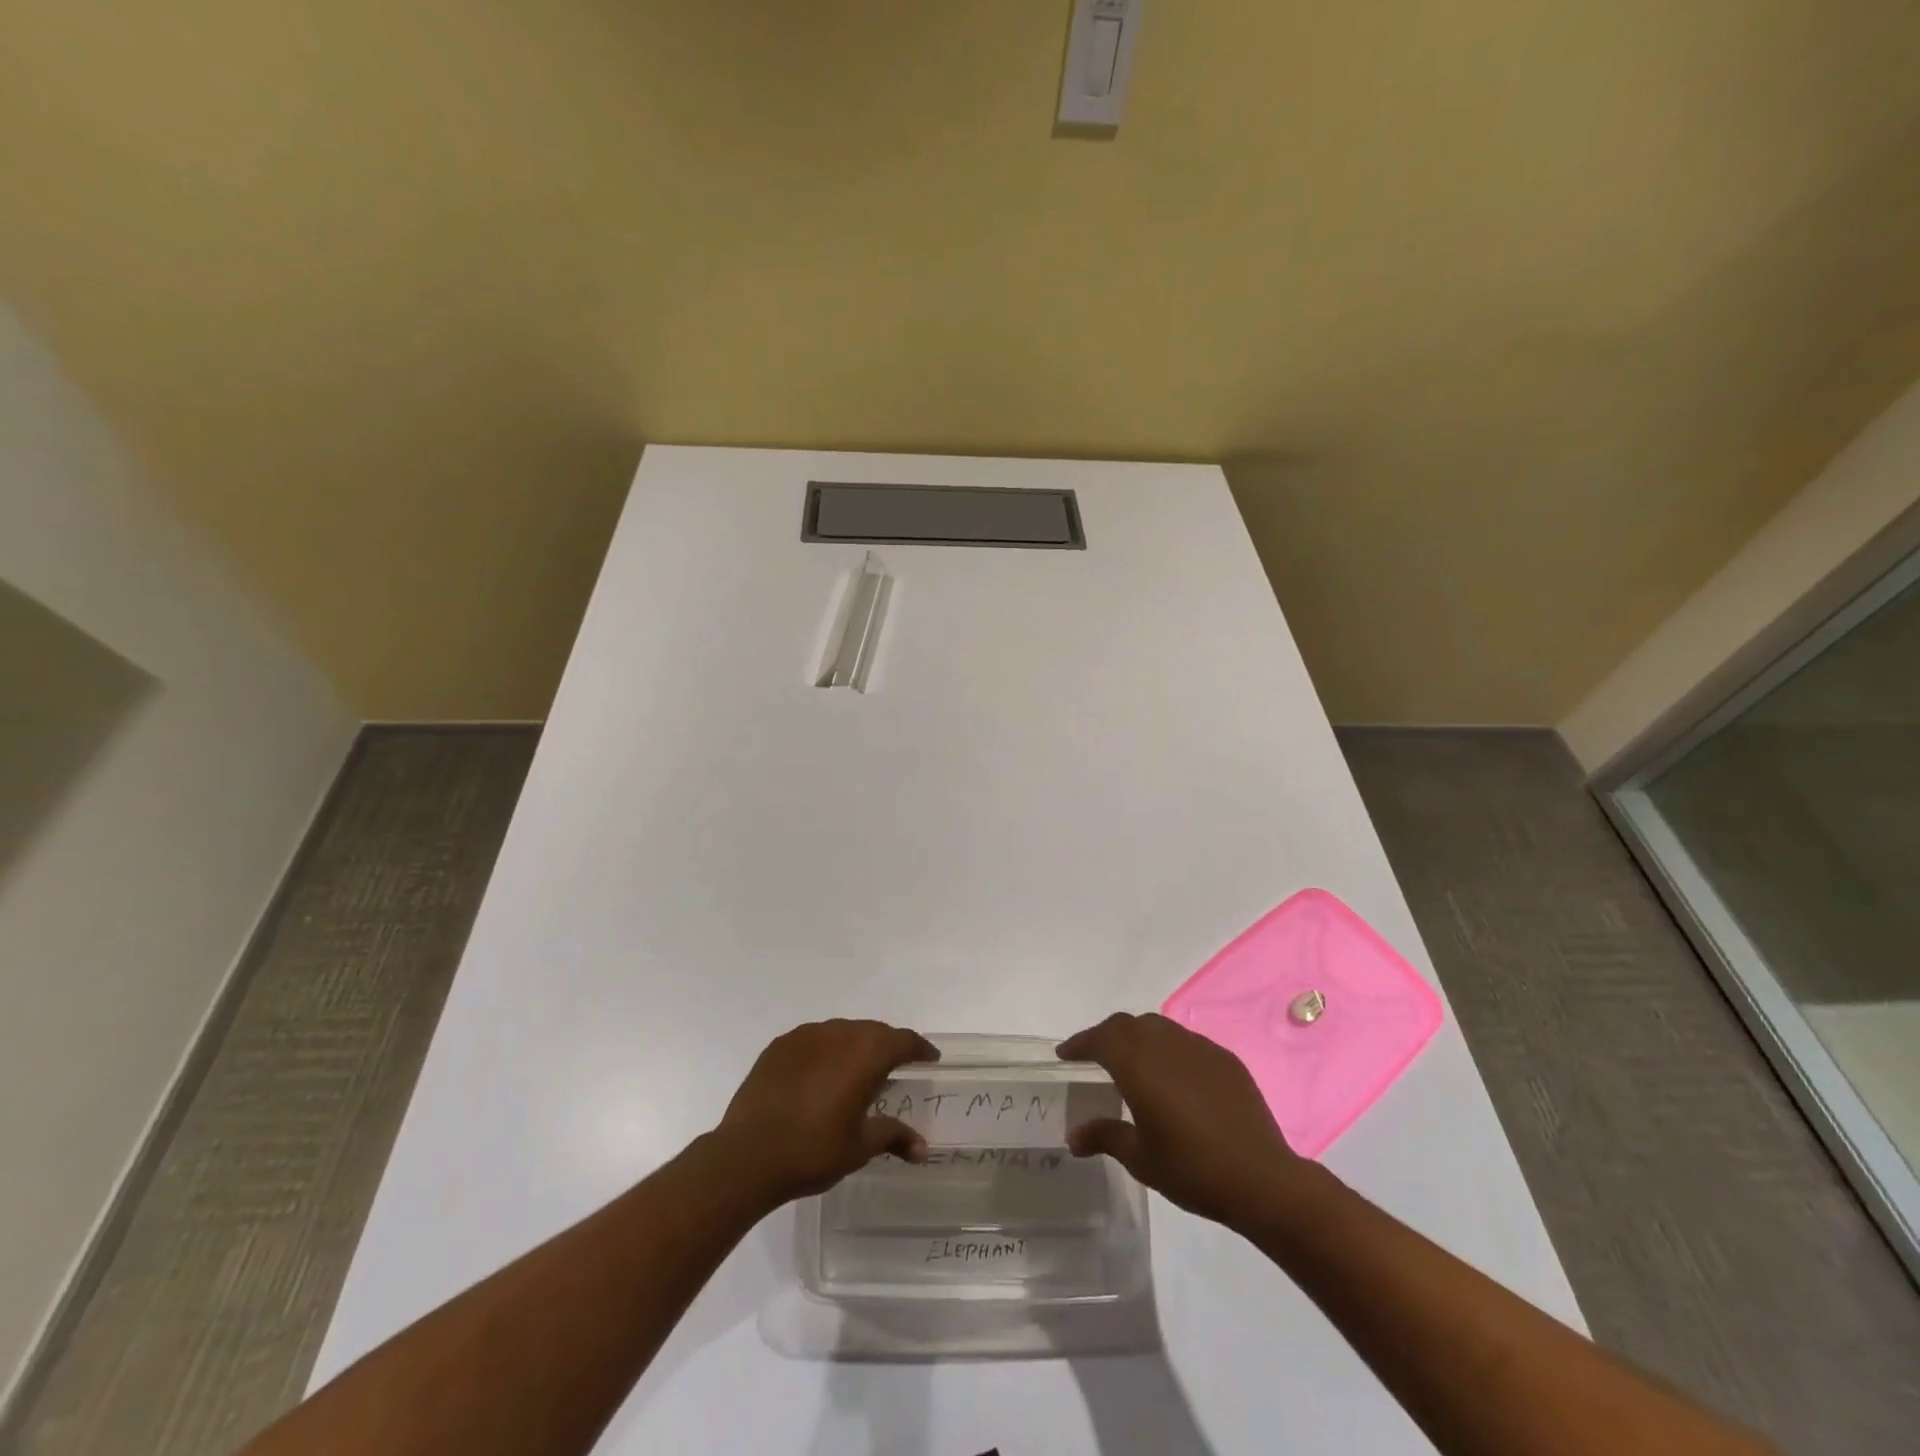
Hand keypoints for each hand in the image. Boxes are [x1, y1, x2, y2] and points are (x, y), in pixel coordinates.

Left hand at [714, 1019, 939, 1204]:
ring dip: (855, 1045)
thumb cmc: (813, 1151)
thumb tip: (923, 1149)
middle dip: (888, 1045)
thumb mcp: (859, 1148)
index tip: (929, 1058)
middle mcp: (839, 1034)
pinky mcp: (780, 1045)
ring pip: (842, 1031)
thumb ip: (893, 1137)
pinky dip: (825, 1050)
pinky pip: (813, 1039)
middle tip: (895, 1066)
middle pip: (873, 1031)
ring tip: (856, 1069)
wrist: (747, 1155)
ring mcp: (806, 1036)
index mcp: (866, 1054)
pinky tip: (820, 1073)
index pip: (903, 1040)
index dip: (919, 1048)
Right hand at [1058, 1012, 1306, 1226]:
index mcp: (1139, 1064)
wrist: (1262, 1179)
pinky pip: (1185, 1042)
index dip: (1080, 1043)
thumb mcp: (1140, 1158)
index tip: (1065, 1053)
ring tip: (1131, 1061)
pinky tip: (1172, 1076)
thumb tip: (1074, 1137)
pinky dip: (1167, 1049)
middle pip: (1127, 1025)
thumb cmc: (1192, 1169)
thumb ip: (1105, 1136)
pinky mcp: (1224, 1059)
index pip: (1100, 1039)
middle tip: (1093, 1055)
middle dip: (1105, 1036)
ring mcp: (1198, 1048)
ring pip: (1157, 1027)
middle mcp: (1165, 1045)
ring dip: (1137, 1037)